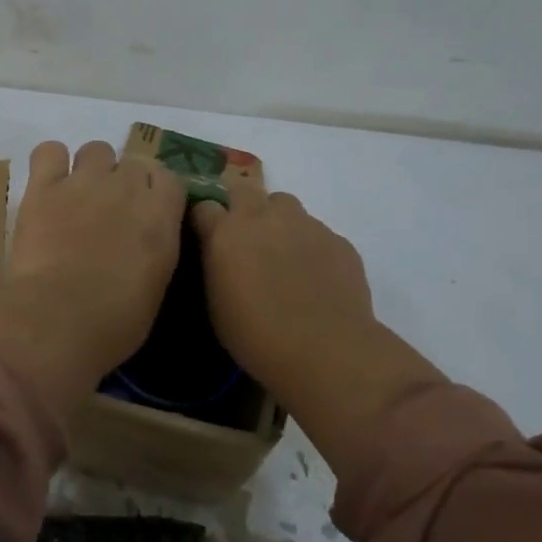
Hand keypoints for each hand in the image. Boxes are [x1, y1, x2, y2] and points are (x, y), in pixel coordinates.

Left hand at [0, 141, 184, 414]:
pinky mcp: (44, 186)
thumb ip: (155, 248)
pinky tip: (48, 183)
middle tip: (110, 211)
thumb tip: (144, 240)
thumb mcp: (156, 286)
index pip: (169, 178)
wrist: (58, 319)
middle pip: (134, 162)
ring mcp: (84, 182)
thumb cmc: (114, 321)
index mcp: (160, 216)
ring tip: (80, 195)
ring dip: (92, 168)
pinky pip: (49, 151)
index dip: (157, 192)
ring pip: (96, 150)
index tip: (146, 212)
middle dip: (125, 182)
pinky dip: (50, 162)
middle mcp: (126, 188)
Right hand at [191, 185, 443, 467]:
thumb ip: (215, 266)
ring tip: (283, 256)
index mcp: (225, 233)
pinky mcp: (338, 240)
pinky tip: (316, 278)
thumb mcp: (216, 304)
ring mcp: (304, 224)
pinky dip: (311, 247)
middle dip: (241, 205)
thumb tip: (219, 255)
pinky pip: (317, 232)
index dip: (205, 219)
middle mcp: (263, 217)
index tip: (206, 236)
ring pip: (285, 206)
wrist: (327, 352)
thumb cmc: (257, 336)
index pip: (203, 205)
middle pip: (245, 189)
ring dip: (278, 222)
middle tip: (244, 238)